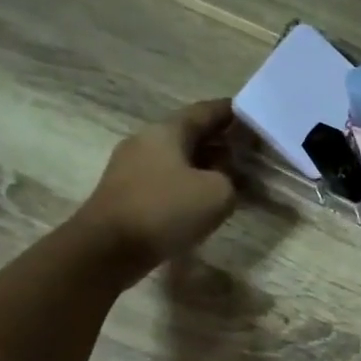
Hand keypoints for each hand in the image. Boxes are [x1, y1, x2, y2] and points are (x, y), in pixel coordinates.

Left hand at [76, 101, 237, 281]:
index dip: (231, 112)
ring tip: (232, 177)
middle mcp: (146, 141)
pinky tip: (203, 199)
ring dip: (205, 164)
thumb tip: (223, 176)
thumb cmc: (165, 210)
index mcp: (167, 131)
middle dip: (220, 140)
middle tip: (248, 150)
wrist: (107, 249)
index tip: (253, 115)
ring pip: (178, 158)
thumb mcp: (218, 193)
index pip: (205, 111)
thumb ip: (231, 178)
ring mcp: (131, 167)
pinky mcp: (126, 193)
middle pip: (190, 133)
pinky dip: (189, 183)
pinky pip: (166, 179)